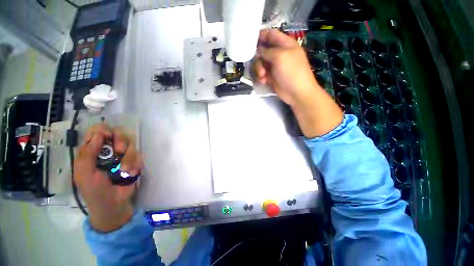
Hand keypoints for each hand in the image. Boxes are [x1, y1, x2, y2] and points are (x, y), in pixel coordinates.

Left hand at [73, 124, 142, 231]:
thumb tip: (99, 134)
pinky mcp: (134, 161)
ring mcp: (123, 155)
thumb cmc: (95, 191)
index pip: (97, 131)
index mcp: (92, 151)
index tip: (106, 136)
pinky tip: (130, 173)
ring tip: (125, 170)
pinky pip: (138, 155)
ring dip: (129, 156)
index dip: (103, 130)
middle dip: (120, 141)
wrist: (114, 203)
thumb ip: (87, 154)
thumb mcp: (84, 174)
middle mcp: (109, 150)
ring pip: (130, 144)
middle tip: (119, 151)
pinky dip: (135, 164)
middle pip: (118, 133)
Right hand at [254, 29, 343, 136]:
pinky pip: (261, 73)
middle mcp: (278, 53)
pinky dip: (260, 77)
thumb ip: (267, 51)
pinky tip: (264, 81)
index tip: (249, 42)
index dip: (260, 36)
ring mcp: (274, 66)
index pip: (270, 34)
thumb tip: (257, 49)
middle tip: (260, 67)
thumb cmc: (292, 72)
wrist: (297, 93)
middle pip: (262, 50)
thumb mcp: (280, 57)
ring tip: (262, 76)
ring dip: (258, 69)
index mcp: (284, 44)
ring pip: (260, 63)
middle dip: (258, 59)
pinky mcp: (271, 76)